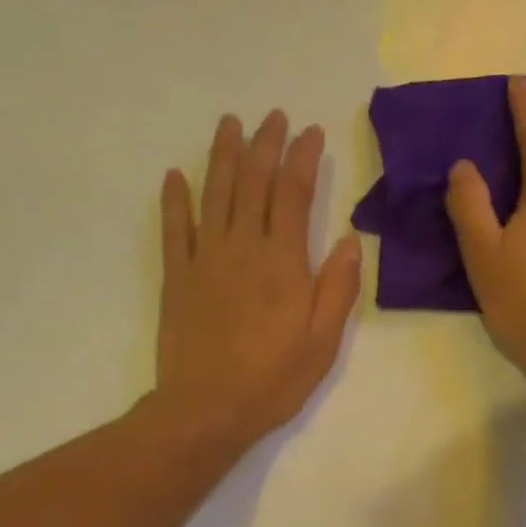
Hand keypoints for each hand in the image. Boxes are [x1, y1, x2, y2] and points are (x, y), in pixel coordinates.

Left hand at [154, 110, 362, 450]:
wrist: (205, 410)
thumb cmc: (271, 383)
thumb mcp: (322, 346)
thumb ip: (337, 290)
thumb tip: (351, 240)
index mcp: (283, 264)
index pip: (294, 194)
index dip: (302, 157)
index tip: (310, 133)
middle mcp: (243, 249)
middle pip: (253, 182)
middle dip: (265, 144)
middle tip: (272, 117)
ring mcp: (205, 260)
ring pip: (214, 194)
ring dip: (222, 156)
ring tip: (229, 124)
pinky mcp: (177, 278)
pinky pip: (174, 229)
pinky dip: (175, 200)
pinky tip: (175, 176)